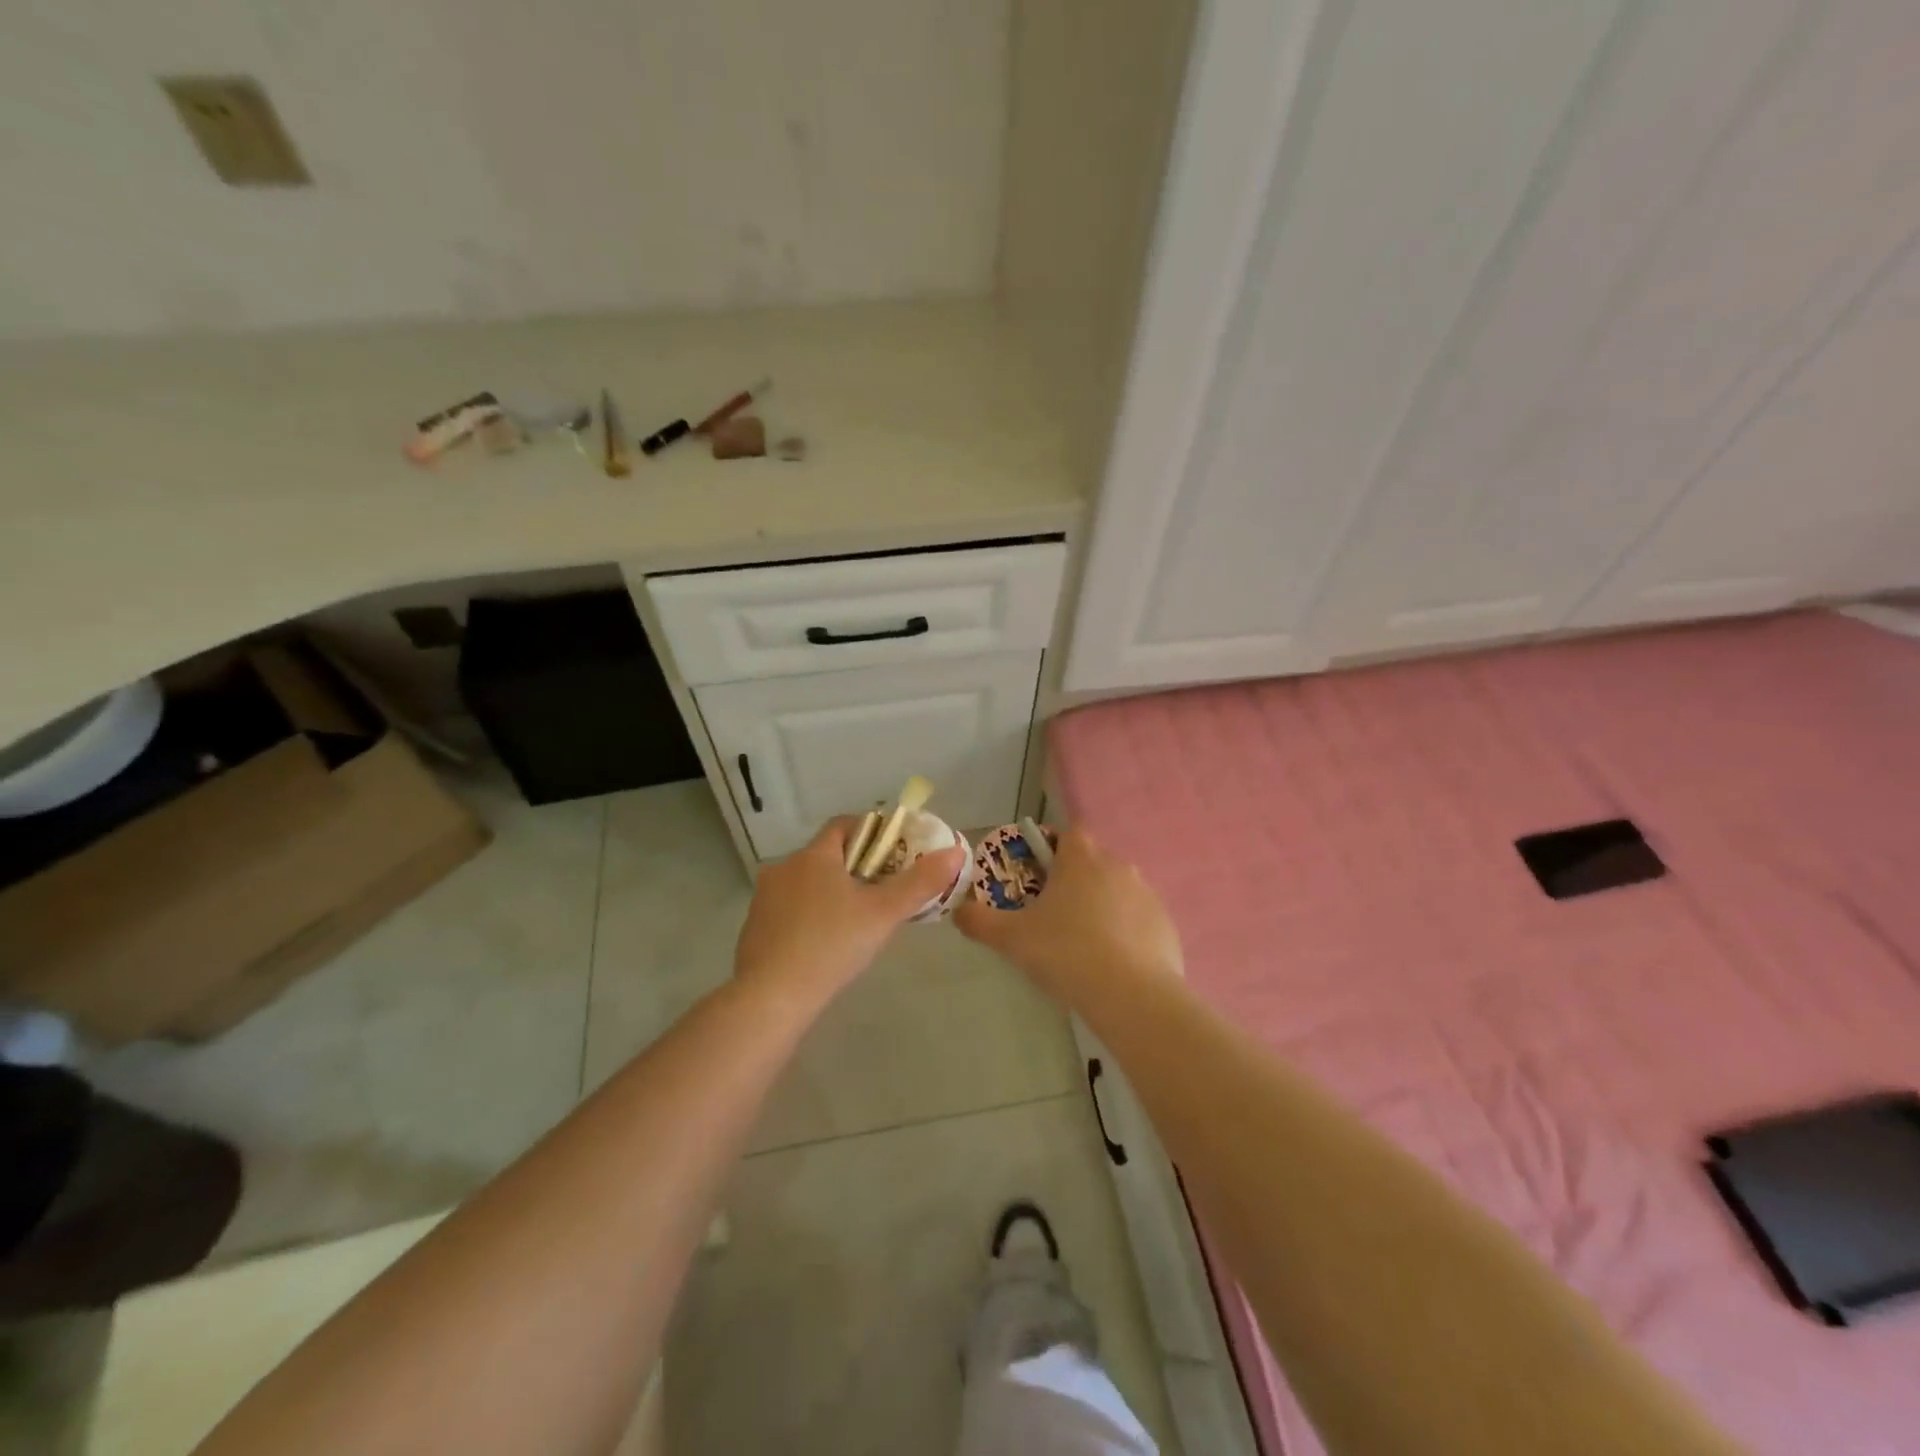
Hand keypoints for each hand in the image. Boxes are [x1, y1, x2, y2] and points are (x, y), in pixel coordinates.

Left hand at [733, 817, 966, 1002]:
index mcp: (814, 855)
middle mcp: (784, 867)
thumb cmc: (831, 945)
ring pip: (806, 883)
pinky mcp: (754, 927)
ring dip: (830, 892)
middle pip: (826, 855)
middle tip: (883, 891)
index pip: (844, 825)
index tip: (894, 853)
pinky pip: (789, 910)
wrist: (771, 998)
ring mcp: (764, 898)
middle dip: (855, 867)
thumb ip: (920, 882)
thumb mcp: (883, 914)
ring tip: (857, 920)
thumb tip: (955, 851)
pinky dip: (809, 916)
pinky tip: (825, 943)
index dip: (871, 833)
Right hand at [954, 827, 1182, 1000]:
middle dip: (1073, 881)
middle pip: (1092, 862)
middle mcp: (1118, 866)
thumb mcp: (1011, 938)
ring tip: (1081, 944)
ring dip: (1100, 906)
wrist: (1132, 996)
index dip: (1051, 848)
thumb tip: (958, 910)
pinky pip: (1138, 920)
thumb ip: (979, 920)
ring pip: (1116, 891)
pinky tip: (1111, 964)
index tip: (1036, 875)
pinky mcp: (1165, 924)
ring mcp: (1147, 895)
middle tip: (1052, 915)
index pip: (1068, 834)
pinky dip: (1125, 933)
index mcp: (1081, 859)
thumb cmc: (1066, 953)